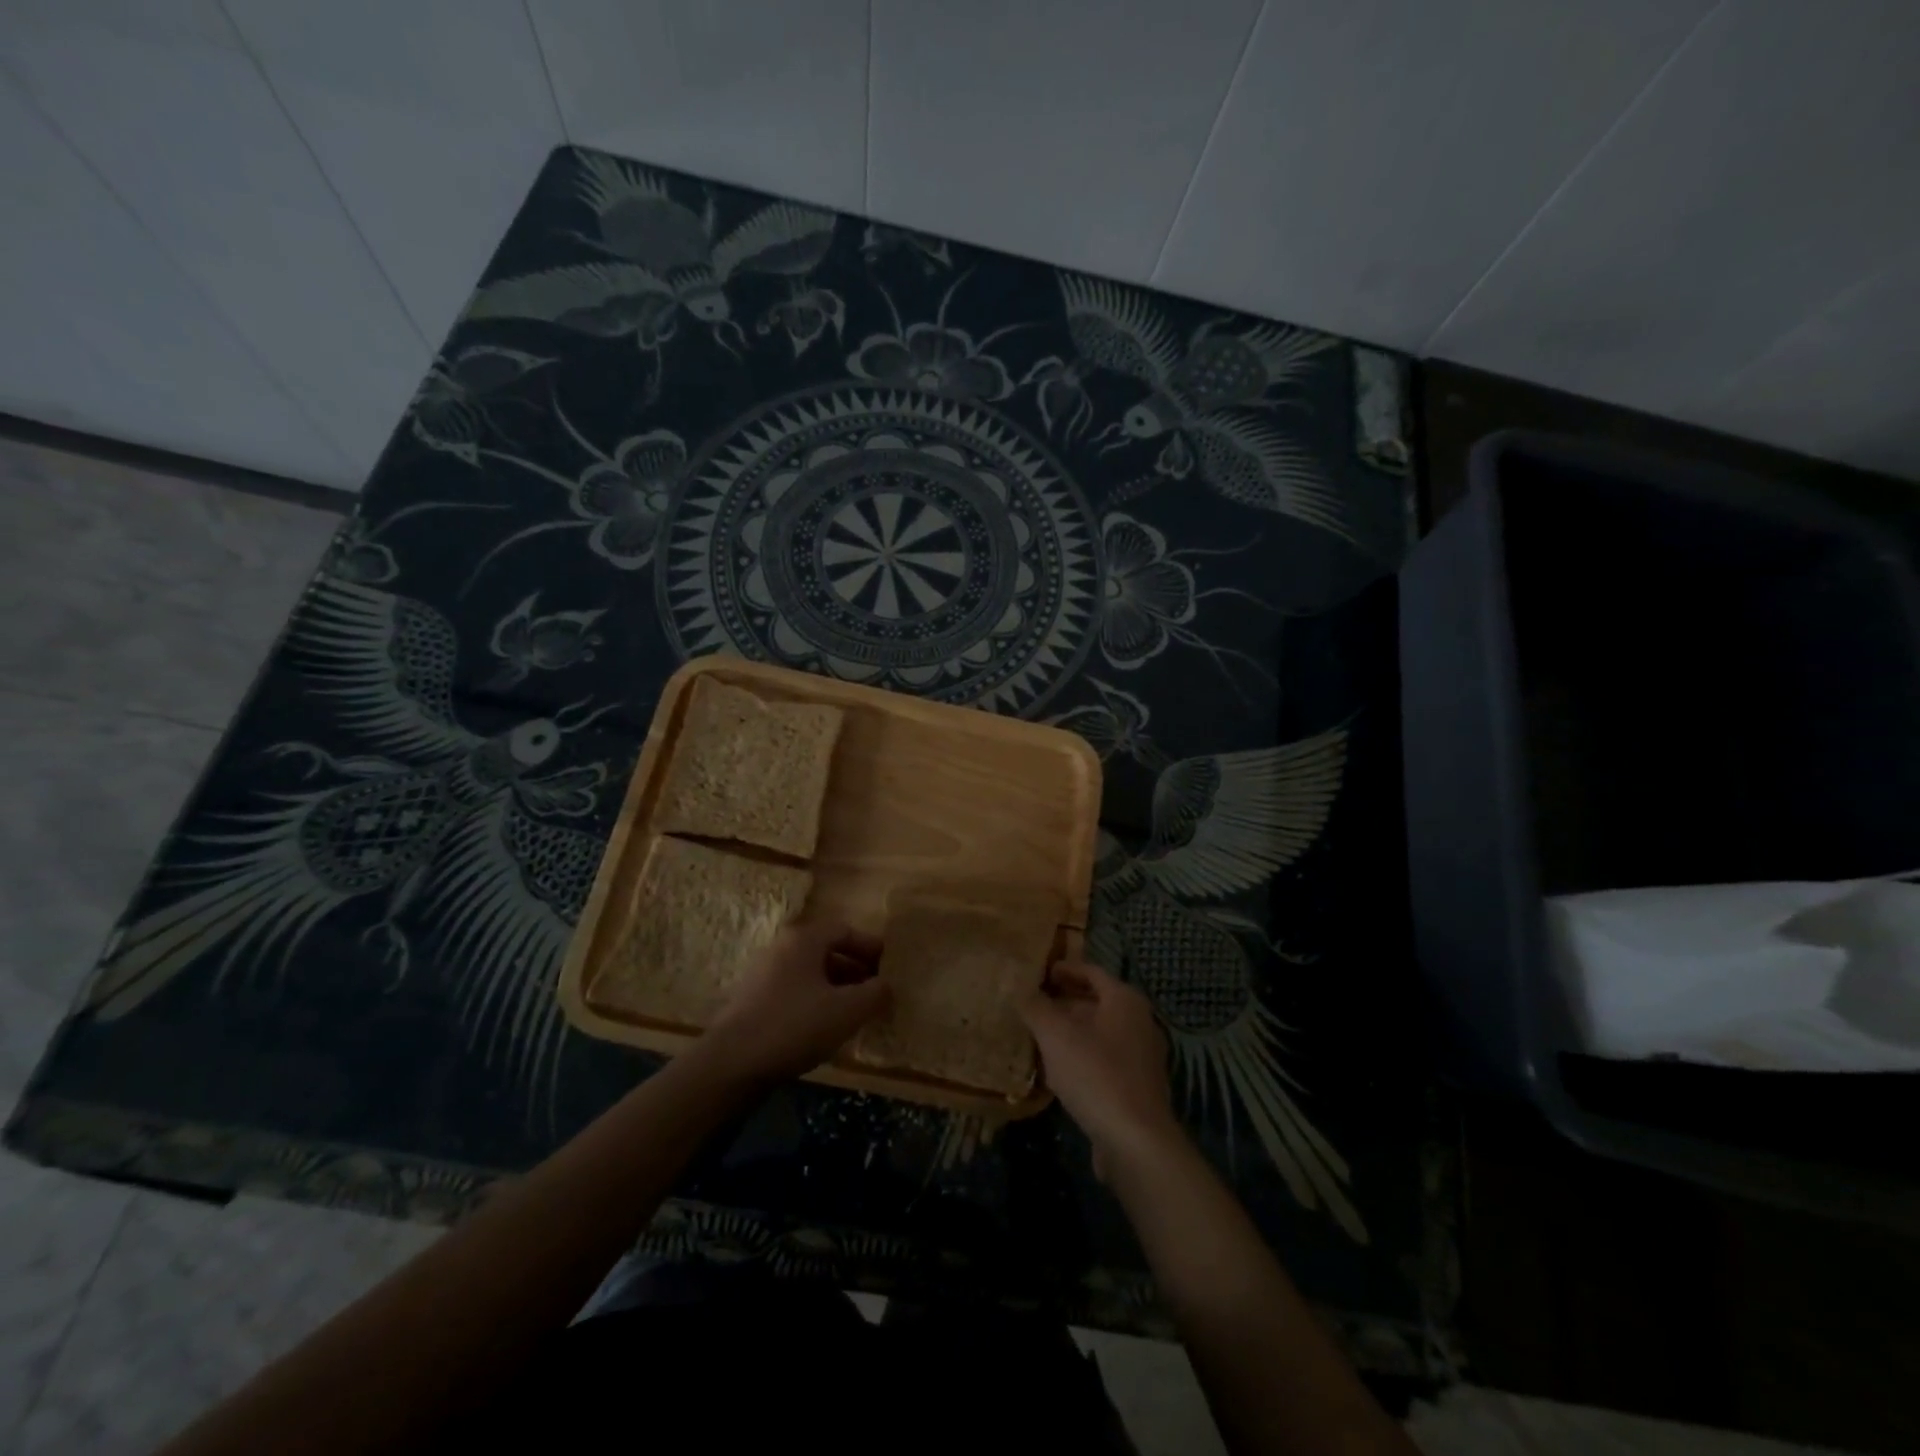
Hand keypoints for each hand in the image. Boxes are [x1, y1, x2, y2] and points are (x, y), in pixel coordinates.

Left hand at [699, 921, 888, 1082]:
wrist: (731, 1064)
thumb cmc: (794, 1026)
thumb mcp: (846, 1011)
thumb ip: (875, 994)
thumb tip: (888, 986)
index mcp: (804, 940)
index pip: (845, 930)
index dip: (871, 947)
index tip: (889, 968)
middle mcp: (781, 948)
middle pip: (827, 951)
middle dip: (856, 970)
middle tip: (877, 993)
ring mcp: (763, 974)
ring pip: (810, 974)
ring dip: (837, 989)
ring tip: (855, 1014)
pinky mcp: (753, 1001)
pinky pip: (794, 992)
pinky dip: (815, 1003)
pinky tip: (825, 1029)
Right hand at [1021, 961, 1178, 1178]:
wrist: (1136, 1142)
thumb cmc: (1096, 1075)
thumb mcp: (1056, 1035)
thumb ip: (1036, 1007)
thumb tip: (1021, 988)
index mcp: (1125, 1000)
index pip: (1091, 971)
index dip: (1064, 969)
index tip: (1039, 972)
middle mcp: (1139, 1022)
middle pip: (1097, 1001)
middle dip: (1064, 1001)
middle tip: (1032, 1003)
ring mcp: (1141, 1056)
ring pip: (1099, 1032)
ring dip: (1070, 1030)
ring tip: (1038, 1034)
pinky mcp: (1137, 1086)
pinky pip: (1104, 1059)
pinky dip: (1081, 1055)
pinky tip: (1057, 1069)